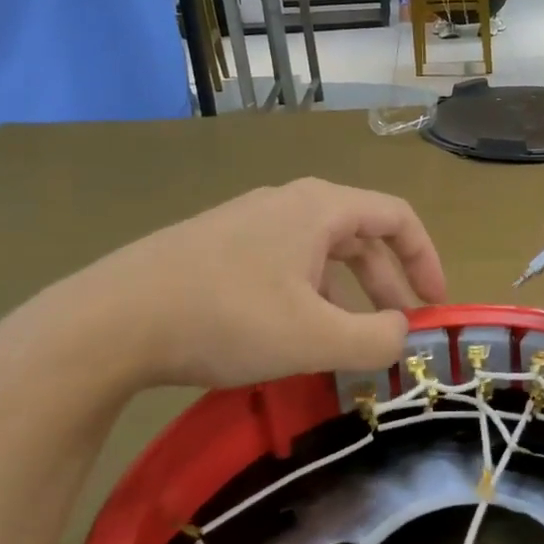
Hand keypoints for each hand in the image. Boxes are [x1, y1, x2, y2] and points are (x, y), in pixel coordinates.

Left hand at [29, 178, 445, 392]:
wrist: (109, 322)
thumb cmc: (226, 319)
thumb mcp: (316, 338)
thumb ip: (377, 339)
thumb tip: (400, 333)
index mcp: (319, 209)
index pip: (397, 218)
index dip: (426, 259)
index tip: (435, 304)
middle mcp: (287, 204)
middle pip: (360, 235)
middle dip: (388, 284)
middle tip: (396, 329)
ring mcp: (247, 223)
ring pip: (320, 253)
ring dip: (348, 294)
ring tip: (348, 339)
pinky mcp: (217, 247)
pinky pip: (284, 265)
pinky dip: (309, 296)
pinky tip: (293, 334)